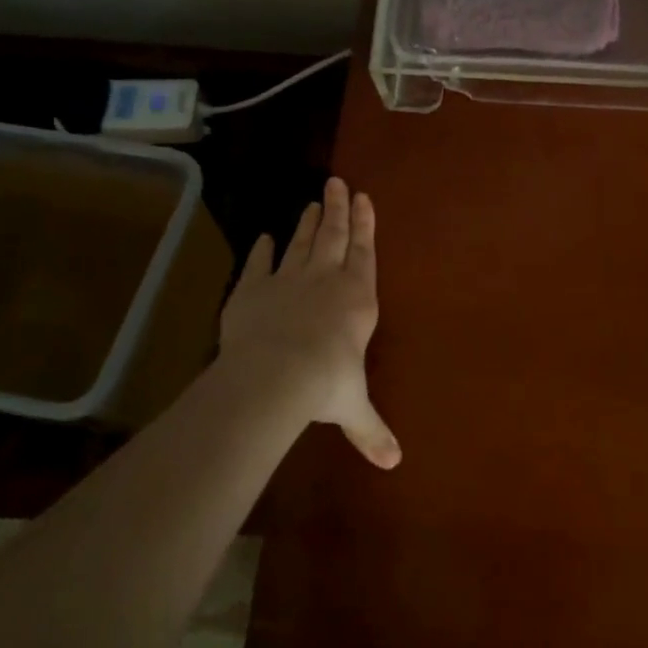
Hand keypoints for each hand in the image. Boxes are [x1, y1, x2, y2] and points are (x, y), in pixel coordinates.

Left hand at [219, 177, 400, 467]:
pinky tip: (264, 237)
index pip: (365, 254)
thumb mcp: (353, 408)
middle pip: (334, 236)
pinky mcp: (253, 290)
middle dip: (339, 209)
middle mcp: (326, 282)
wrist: (274, 375)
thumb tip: (394, 464)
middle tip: (338, 182)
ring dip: (309, 222)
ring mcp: (288, 281)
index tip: (363, 197)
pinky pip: (261, 264)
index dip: (365, 225)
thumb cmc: (326, 385)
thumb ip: (372, 430)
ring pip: (302, 243)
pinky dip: (263, 250)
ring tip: (314, 201)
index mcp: (357, 300)